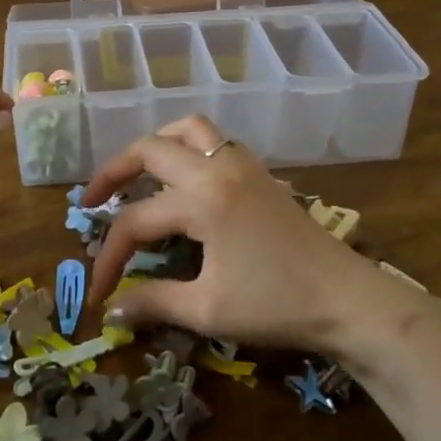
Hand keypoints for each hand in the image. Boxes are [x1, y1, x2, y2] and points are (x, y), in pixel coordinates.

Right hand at [83, 115, 421, 358]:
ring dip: (156, 145)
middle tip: (92, 202)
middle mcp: (217, 169)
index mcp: (202, 201)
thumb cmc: (277, 305)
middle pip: (150, 149)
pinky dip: (188, 148)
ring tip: (139, 174)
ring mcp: (242, 165)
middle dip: (113, 173)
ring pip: (189, 129)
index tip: (95, 295)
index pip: (136, 221)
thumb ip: (154, 303)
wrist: (348, 299)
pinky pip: (215, 141)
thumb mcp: (208, 310)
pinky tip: (186, 181)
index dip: (108, 257)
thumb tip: (110, 311)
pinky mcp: (260, 173)